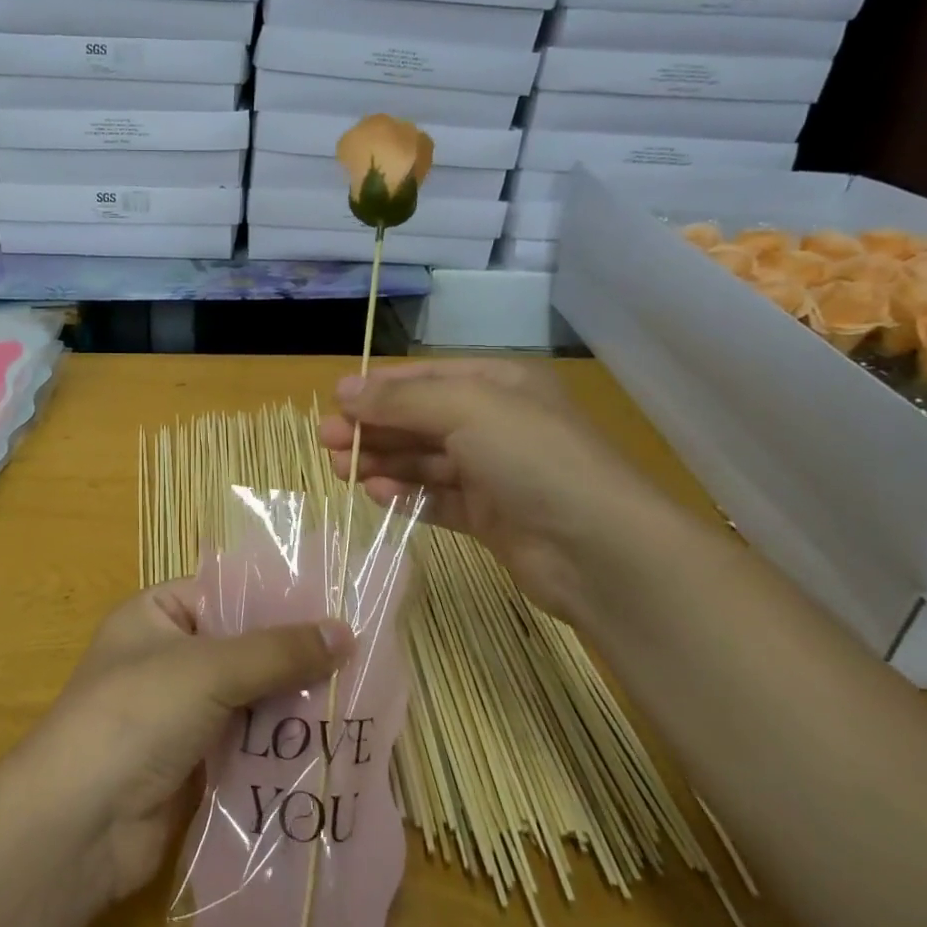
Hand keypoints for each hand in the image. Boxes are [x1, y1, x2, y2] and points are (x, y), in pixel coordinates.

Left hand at [25, 582, 351, 901]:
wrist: (79, 824)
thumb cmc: (136, 716)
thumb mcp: (208, 669)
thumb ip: (277, 651)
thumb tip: (347, 631)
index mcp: (156, 615)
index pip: (226, 592)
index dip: (278, 598)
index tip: (338, 605)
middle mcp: (167, 657)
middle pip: (243, 648)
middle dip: (294, 657)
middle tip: (360, 657)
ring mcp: (180, 713)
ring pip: (250, 697)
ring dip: (293, 703)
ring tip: (357, 698)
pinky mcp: (194, 762)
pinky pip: (247, 742)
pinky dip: (280, 744)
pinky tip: (330, 743)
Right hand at [319, 359, 673, 623]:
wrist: (599, 549)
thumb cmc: (533, 459)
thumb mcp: (467, 409)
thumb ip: (402, 400)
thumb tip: (345, 390)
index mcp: (500, 385)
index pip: (427, 376)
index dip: (379, 388)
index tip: (334, 402)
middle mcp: (497, 423)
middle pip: (421, 419)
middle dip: (374, 427)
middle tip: (327, 442)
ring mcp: (495, 472)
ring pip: (425, 460)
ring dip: (383, 461)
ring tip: (341, 470)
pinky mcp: (490, 516)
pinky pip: (437, 497)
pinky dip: (406, 493)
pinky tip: (376, 492)